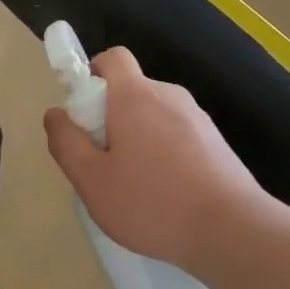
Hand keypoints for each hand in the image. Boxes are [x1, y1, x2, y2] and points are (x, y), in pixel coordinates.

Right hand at [43, 48, 267, 269]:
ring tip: (135, 186)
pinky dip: (164, 153)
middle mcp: (168, 95)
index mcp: (135, 96)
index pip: (112, 57)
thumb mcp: (92, 181)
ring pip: (153, 115)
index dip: (91, 74)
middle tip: (103, 162)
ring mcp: (197, 117)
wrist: (234, 230)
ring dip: (138, 138)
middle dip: (110, 116)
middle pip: (130, 89)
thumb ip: (66, 143)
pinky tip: (165, 194)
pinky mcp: (215, 141)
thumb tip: (55, 114)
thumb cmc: (153, 203)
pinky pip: (176, 134)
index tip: (83, 113)